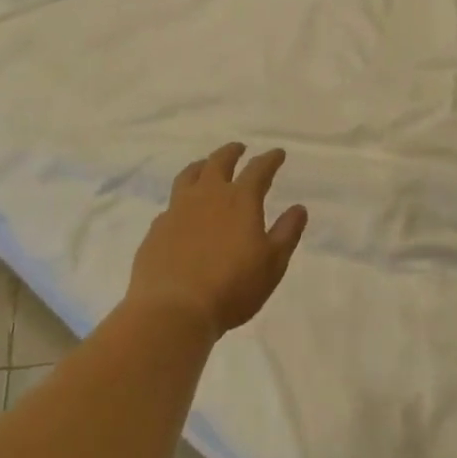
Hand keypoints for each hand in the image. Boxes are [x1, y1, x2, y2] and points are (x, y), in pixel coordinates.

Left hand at [128, 143, 307, 338]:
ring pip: (189, 175)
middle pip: (219, 162)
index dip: (270, 159)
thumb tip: (299, 208)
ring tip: (205, 165)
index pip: (258, 170)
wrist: (173, 309)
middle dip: (232, 152)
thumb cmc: (232, 287)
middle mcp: (207, 195)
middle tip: (239, 148)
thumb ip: (286, 233)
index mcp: (240, 200)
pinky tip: (182, 210)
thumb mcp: (272, 264)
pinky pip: (171, 204)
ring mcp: (177, 210)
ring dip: (201, 166)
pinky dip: (182, 199)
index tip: (277, 153)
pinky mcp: (157, 228)